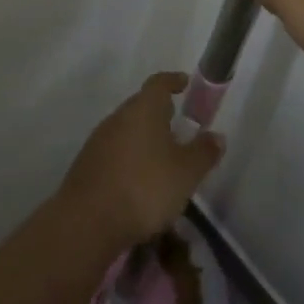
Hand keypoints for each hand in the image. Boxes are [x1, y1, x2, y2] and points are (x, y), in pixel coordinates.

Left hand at [60, 74, 223, 251]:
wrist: (86, 222)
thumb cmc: (144, 188)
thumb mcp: (186, 173)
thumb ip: (203, 152)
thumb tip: (217, 136)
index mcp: (143, 109)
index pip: (159, 83)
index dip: (173, 81)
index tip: (185, 84)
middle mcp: (118, 117)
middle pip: (141, 105)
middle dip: (160, 113)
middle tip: (179, 126)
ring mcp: (98, 140)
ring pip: (127, 129)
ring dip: (144, 138)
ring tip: (162, 158)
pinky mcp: (87, 165)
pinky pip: (115, 151)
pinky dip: (130, 158)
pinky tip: (139, 181)